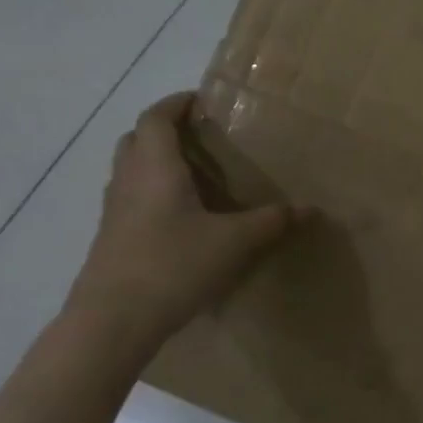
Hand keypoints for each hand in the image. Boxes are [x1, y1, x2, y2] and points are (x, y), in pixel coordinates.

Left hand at [70, 92, 303, 344]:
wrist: (112, 322)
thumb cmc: (173, 265)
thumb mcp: (234, 242)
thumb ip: (272, 222)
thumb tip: (311, 209)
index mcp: (155, 168)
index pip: (156, 118)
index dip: (175, 103)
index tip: (200, 100)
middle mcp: (128, 181)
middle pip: (136, 139)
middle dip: (164, 130)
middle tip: (199, 136)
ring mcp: (114, 212)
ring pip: (129, 170)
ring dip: (155, 162)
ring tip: (194, 174)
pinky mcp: (111, 240)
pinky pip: (130, 200)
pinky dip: (152, 193)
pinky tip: (181, 218)